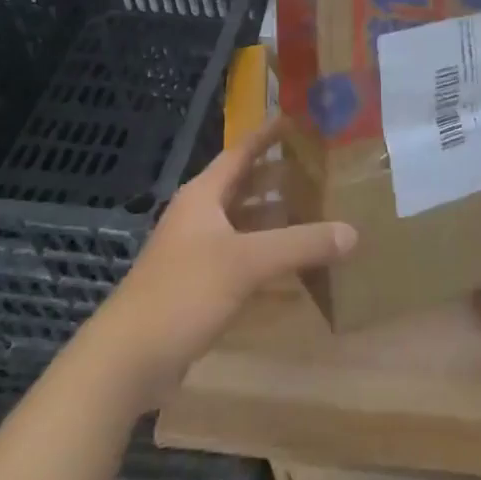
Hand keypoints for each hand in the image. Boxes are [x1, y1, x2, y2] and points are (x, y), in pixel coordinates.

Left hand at [89, 120, 356, 403]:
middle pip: (245, 186)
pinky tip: (296, 264)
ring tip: (318, 211)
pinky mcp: (200, 285)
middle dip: (280, 177)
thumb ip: (300, 244)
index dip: (268, 135)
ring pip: (245, 223)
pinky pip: (241, 257)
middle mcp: (200, 217)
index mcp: (203, 196)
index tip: (298, 119)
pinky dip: (267, 254)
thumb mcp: (247, 263)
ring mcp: (197, 252)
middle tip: (321, 169)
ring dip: (276, 217)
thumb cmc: (184, 293)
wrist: (128, 359)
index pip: (241, 152)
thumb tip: (352, 232)